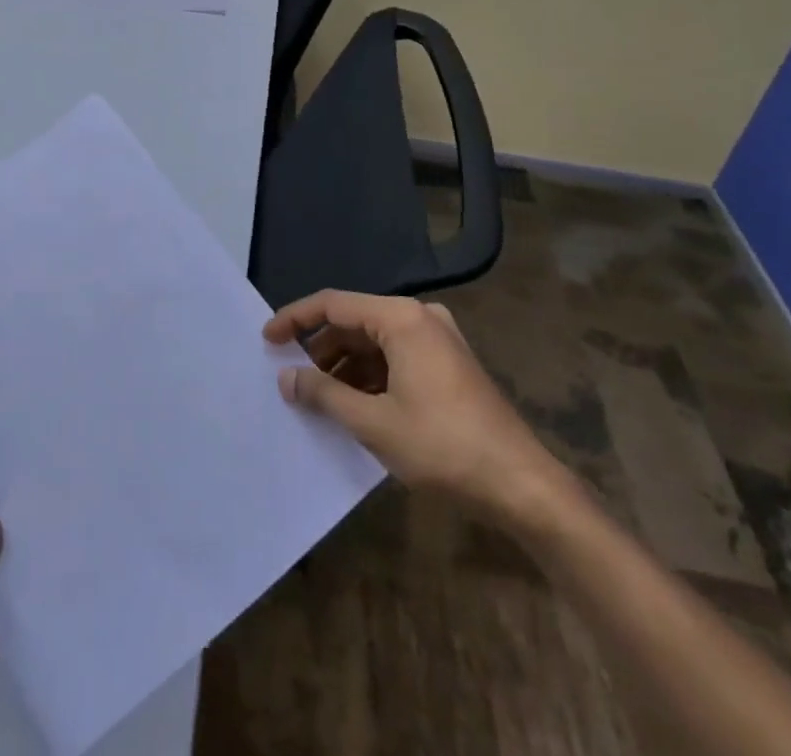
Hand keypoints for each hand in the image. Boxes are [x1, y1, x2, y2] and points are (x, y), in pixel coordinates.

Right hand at [264, 290, 577, 534]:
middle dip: (320, 347)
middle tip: (290, 374)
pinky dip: (370, 375)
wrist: (523, 486)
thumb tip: (286, 377)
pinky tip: (354, 404)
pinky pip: (396, 357)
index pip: (334, 304)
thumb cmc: (443, 447)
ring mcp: (438, 339)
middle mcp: (420, 317)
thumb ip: (324, 393)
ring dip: (344, 365)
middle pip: (355, 321)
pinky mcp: (449, 364)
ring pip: (375, 341)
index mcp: (402, 318)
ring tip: (317, 395)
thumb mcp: (374, 422)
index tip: (267, 339)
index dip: (295, 319)